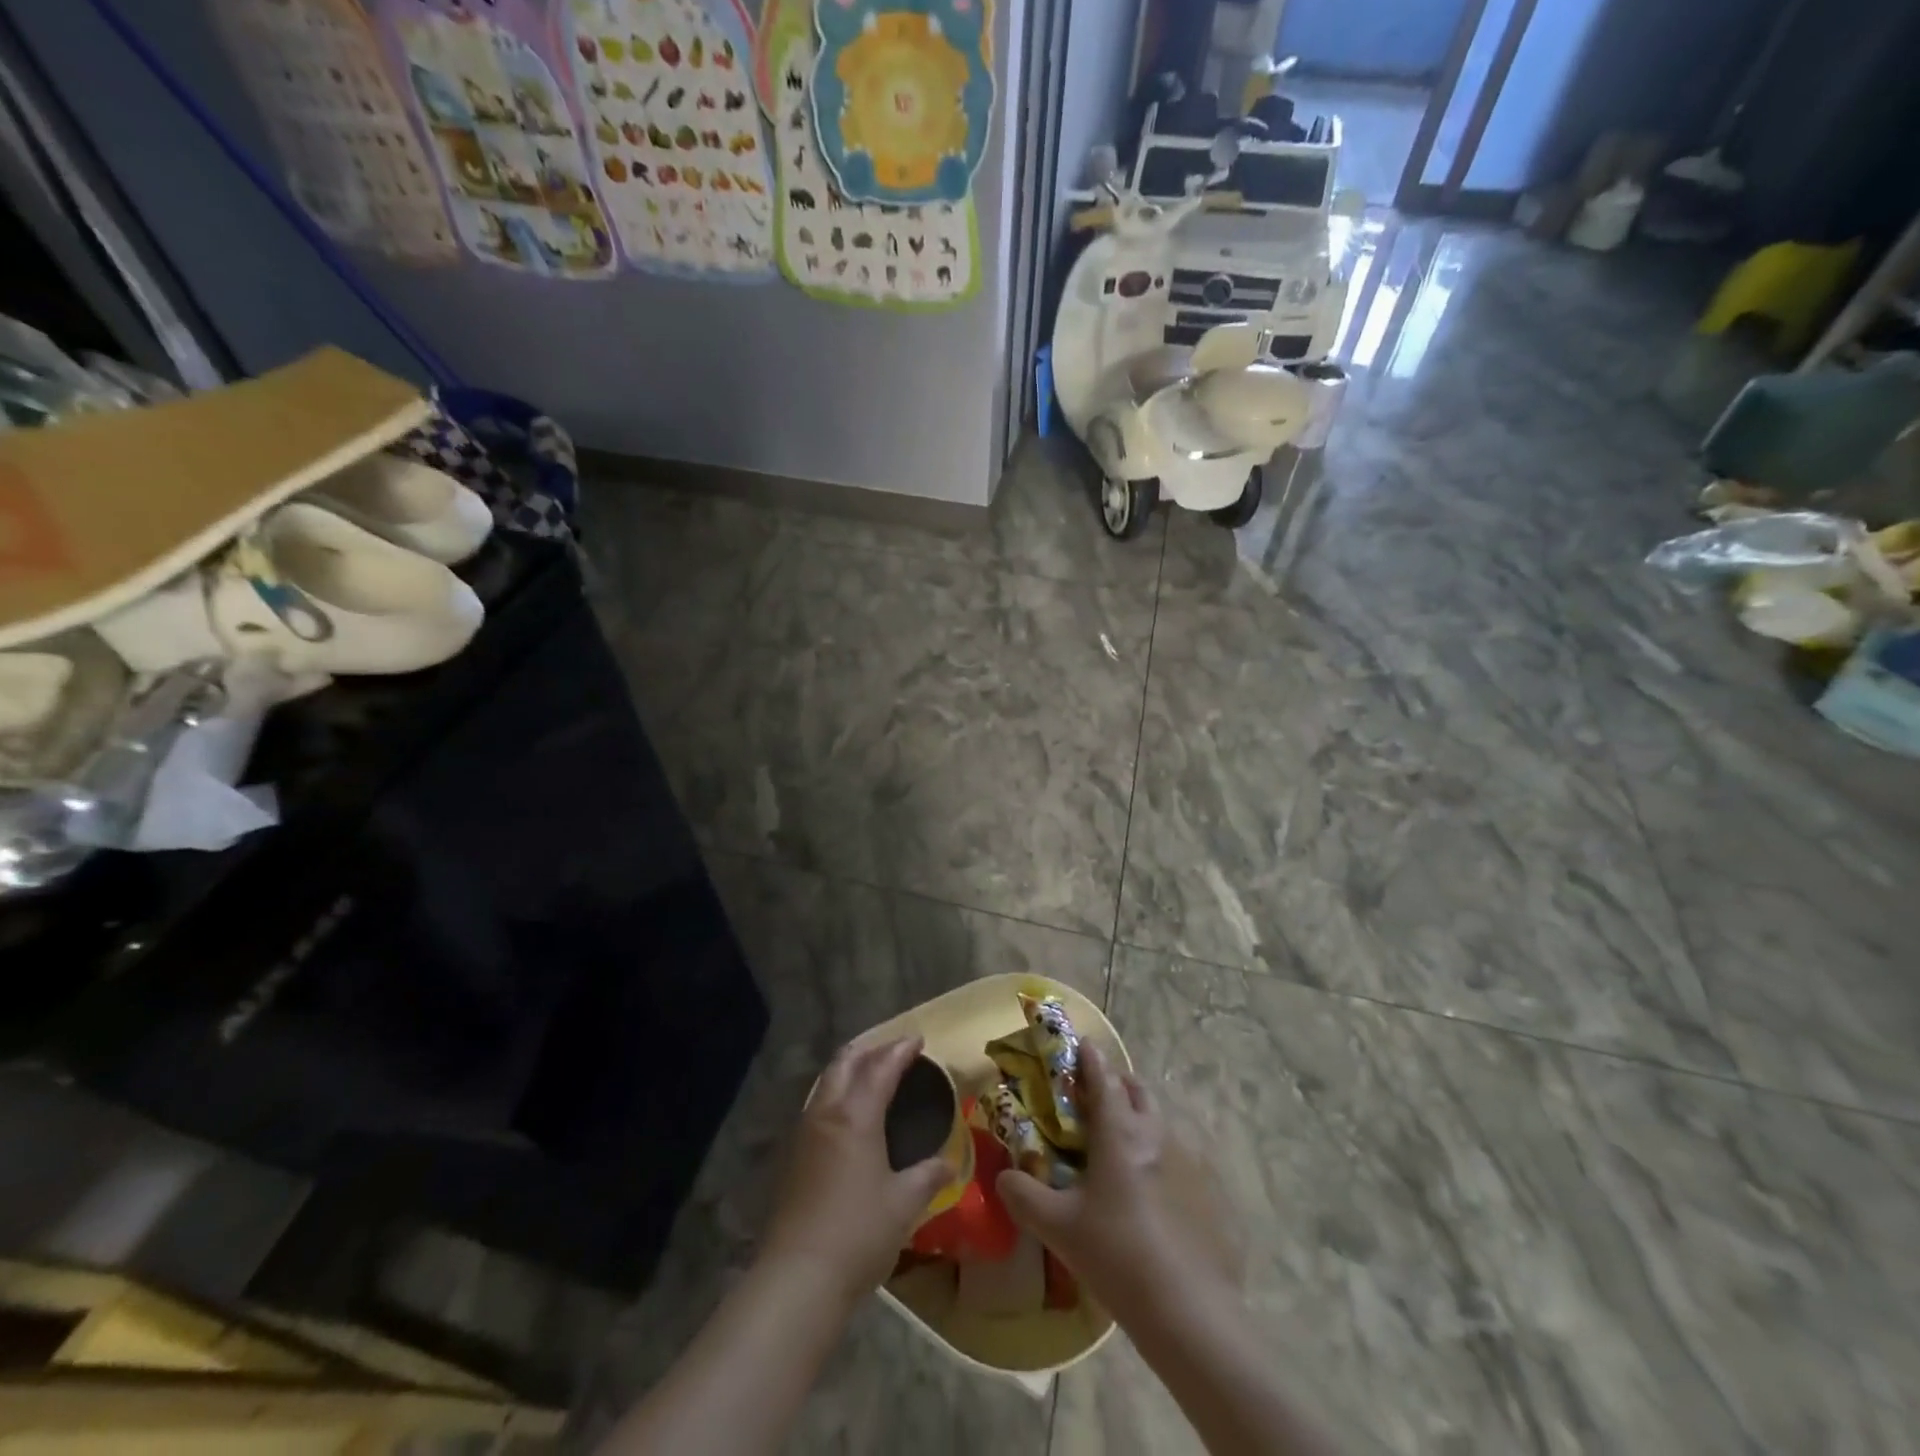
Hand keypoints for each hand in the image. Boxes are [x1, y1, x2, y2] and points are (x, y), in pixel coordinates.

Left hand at [760, 1036, 951, 1307]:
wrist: (797, 1278)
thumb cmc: (858, 1234)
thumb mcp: (904, 1204)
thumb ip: (927, 1176)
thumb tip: (949, 1163)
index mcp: (855, 1116)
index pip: (880, 1068)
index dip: (900, 1051)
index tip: (918, 1040)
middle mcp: (826, 1114)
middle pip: (845, 1063)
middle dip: (870, 1050)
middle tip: (894, 1052)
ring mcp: (804, 1134)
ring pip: (826, 1082)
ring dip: (850, 1069)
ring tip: (872, 1075)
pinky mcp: (793, 1156)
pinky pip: (818, 1105)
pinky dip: (837, 1093)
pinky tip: (849, 1114)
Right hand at [995, 1042, 1236, 1320]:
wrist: (1189, 1311)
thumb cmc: (1117, 1255)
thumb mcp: (1058, 1228)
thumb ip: (1024, 1196)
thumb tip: (1002, 1178)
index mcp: (1119, 1131)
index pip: (1103, 1078)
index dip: (1090, 1058)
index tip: (1082, 1043)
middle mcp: (1156, 1134)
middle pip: (1137, 1091)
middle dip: (1117, 1083)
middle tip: (1097, 1096)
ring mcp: (1189, 1161)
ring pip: (1161, 1121)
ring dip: (1140, 1118)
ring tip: (1122, 1142)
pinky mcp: (1209, 1191)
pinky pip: (1181, 1156)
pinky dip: (1162, 1155)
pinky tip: (1153, 1188)